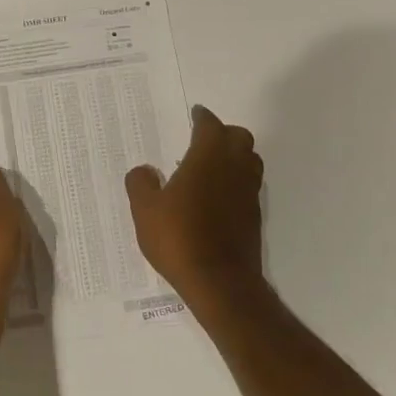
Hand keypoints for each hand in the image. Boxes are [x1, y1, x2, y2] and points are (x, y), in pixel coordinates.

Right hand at [125, 106, 264, 311]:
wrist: (219, 281)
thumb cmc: (178, 238)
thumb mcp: (145, 211)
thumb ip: (140, 184)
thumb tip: (144, 171)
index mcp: (207, 158)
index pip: (210, 125)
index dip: (202, 117)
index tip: (195, 114)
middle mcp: (234, 168)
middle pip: (239, 137)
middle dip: (223, 133)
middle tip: (203, 139)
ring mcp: (248, 193)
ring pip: (250, 160)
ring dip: (235, 156)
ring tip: (212, 165)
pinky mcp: (254, 216)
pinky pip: (249, 186)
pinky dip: (237, 181)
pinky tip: (218, 195)